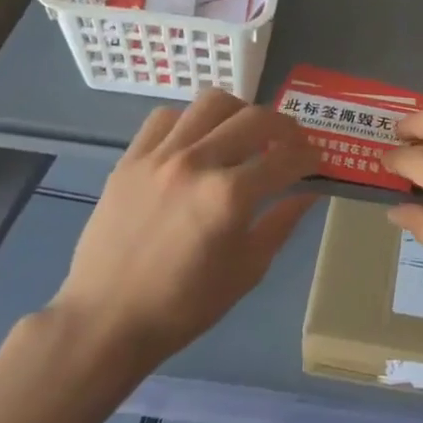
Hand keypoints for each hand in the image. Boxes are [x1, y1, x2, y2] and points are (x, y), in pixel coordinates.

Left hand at [53, 90, 320, 360]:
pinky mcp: (130, 159)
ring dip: (239, 112)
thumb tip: (309, 192)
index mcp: (230, 197)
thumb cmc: (184, 306)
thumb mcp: (247, 270)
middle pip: (255, 118)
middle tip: (291, 143)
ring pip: (211, 103)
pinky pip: (166, 117)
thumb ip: (281, 223)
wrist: (106, 320)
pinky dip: (190, 121)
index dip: (310, 157)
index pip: (286, 159)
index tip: (316, 162)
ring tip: (244, 133)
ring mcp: (160, 156)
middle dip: (285, 127)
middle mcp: (197, 163)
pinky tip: (196, 142)